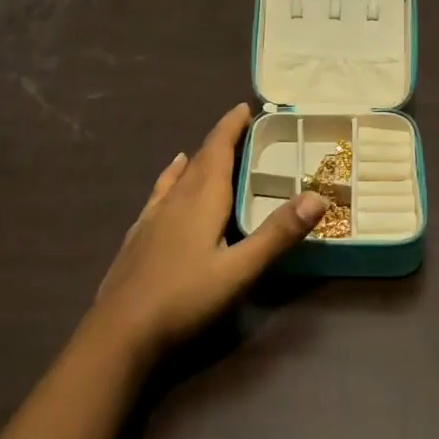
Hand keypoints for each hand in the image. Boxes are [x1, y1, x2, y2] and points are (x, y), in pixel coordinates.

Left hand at [91, 103, 327, 359]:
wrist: (119, 331)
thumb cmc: (185, 298)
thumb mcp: (240, 270)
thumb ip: (278, 234)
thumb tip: (318, 197)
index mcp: (202, 198)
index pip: (219, 148)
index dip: (231, 126)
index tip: (245, 107)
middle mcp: (176, 198)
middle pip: (201, 158)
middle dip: (220, 139)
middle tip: (239, 127)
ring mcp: (152, 216)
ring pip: (178, 176)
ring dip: (197, 159)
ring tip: (205, 149)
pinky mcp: (138, 235)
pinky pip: (159, 193)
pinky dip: (170, 179)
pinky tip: (167, 182)